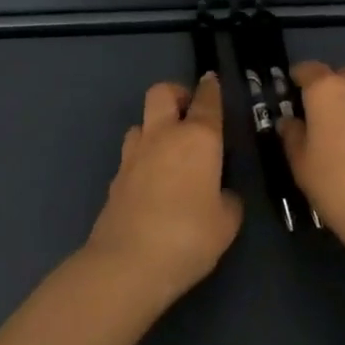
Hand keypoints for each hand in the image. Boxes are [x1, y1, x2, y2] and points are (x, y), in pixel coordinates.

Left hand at [84, 74, 242, 309]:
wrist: (127, 263)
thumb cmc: (188, 237)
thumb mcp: (226, 224)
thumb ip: (228, 201)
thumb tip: (221, 194)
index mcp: (198, 138)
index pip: (207, 100)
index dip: (211, 88)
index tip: (212, 80)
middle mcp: (164, 135)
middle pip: (163, 92)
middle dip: (176, 94)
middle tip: (188, 112)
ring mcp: (134, 154)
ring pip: (141, 121)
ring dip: (155, 127)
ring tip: (168, 150)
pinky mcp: (116, 177)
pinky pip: (131, 154)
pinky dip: (143, 159)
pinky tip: (152, 182)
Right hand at [280, 62, 344, 247]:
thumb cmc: (337, 185)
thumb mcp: (301, 164)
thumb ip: (292, 135)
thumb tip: (290, 121)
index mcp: (327, 90)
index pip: (308, 69)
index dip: (299, 78)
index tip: (292, 93)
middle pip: (341, 77)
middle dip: (330, 91)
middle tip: (321, 119)